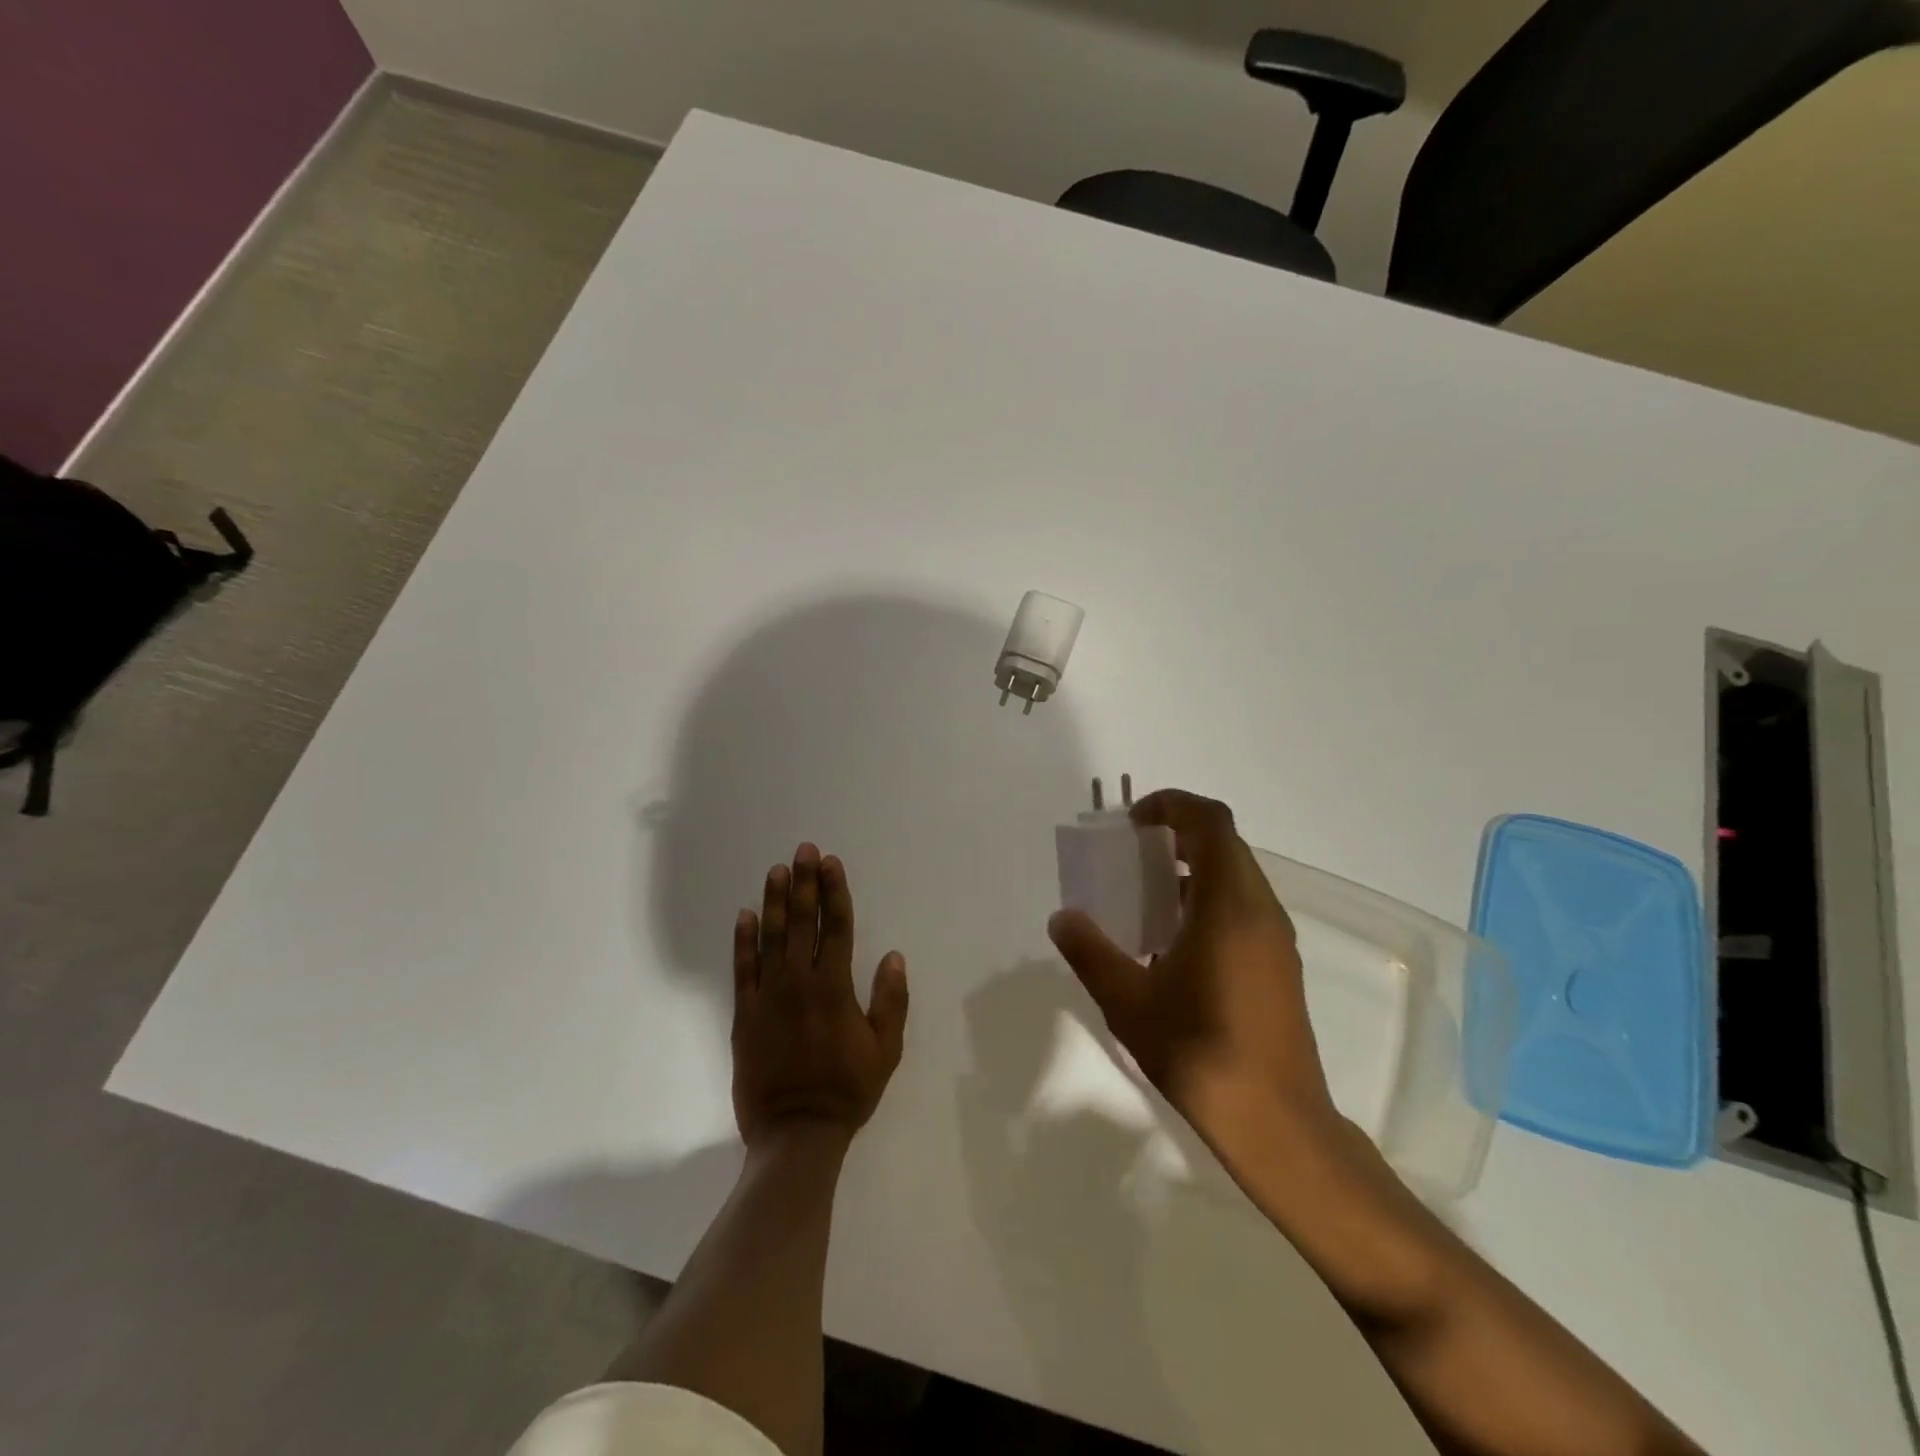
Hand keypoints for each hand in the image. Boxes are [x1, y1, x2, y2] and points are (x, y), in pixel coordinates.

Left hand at [731, 844, 908, 1147]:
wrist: (796, 1132)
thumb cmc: (847, 1090)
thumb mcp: (886, 1050)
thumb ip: (891, 1000)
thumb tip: (893, 956)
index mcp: (835, 987)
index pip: (836, 926)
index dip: (834, 892)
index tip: (831, 863)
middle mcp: (800, 982)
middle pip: (803, 922)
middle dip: (805, 883)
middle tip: (803, 850)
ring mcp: (768, 996)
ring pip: (771, 937)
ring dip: (775, 901)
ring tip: (776, 871)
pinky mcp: (744, 1014)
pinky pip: (743, 968)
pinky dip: (743, 940)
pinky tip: (745, 914)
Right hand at [1048, 789, 1336, 1149]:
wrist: (1277, 1124)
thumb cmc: (1199, 1051)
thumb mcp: (1128, 1001)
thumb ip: (1090, 951)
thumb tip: (1062, 918)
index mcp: (1228, 904)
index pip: (1210, 822)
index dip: (1171, 804)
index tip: (1133, 821)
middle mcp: (1260, 909)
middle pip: (1225, 844)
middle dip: (1177, 835)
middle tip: (1132, 855)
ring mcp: (1276, 938)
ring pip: (1236, 876)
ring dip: (1193, 869)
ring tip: (1146, 898)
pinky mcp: (1280, 965)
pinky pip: (1243, 907)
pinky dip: (1207, 900)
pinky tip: (1174, 943)